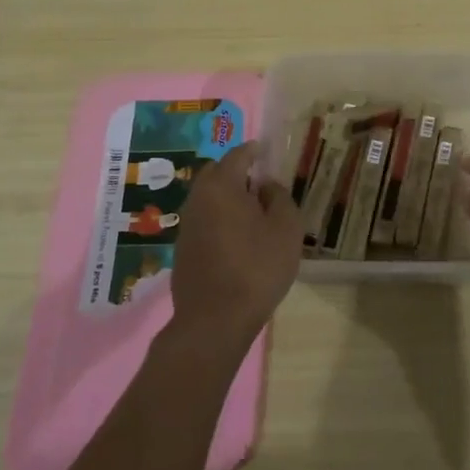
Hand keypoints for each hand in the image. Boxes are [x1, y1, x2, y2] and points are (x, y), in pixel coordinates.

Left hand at [167, 142, 302, 345]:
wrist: (215, 320)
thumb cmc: (257, 267)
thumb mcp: (286, 228)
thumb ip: (279, 197)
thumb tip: (265, 185)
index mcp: (222, 187)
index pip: (237, 156)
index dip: (253, 150)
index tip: (264, 150)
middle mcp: (198, 200)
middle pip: (215, 173)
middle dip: (235, 170)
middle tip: (258, 179)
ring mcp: (186, 226)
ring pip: (206, 198)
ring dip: (225, 196)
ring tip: (250, 208)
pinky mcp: (183, 250)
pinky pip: (203, 220)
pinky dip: (218, 217)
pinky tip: (235, 235)